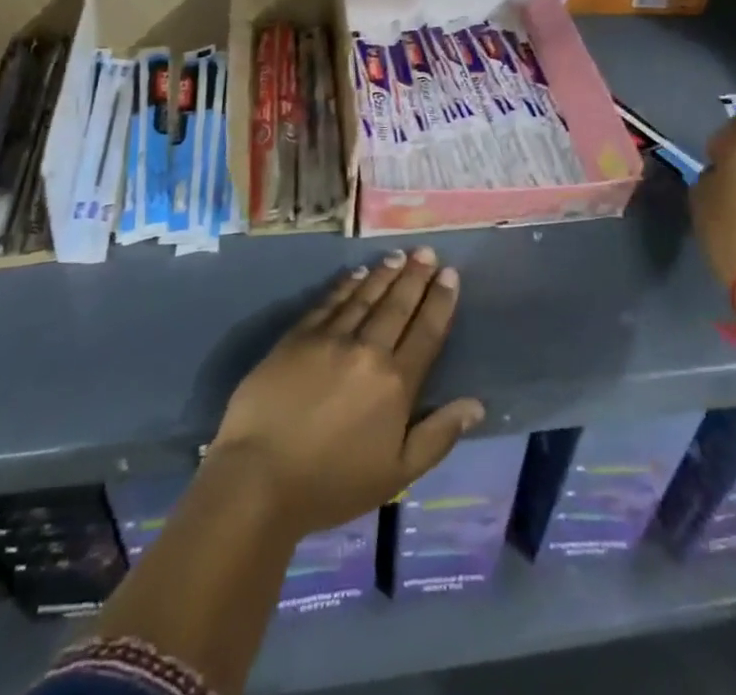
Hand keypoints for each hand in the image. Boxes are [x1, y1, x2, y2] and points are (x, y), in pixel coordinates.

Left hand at [208, 247, 483, 536]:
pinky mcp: (298, 336)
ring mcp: (331, 339)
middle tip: (426, 252)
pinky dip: (346, 285)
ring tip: (399, 255)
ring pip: (365, 296)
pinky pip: (329, 302)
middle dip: (415, 276)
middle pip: (397, 305)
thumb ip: (438, 435)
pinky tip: (357, 273)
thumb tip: (476, 404)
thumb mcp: (397, 474)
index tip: (450, 274)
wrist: (260, 477)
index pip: (427, 331)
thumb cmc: (332, 484)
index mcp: (396, 383)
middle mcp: (368, 350)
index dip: (440, 301)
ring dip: (384, 274)